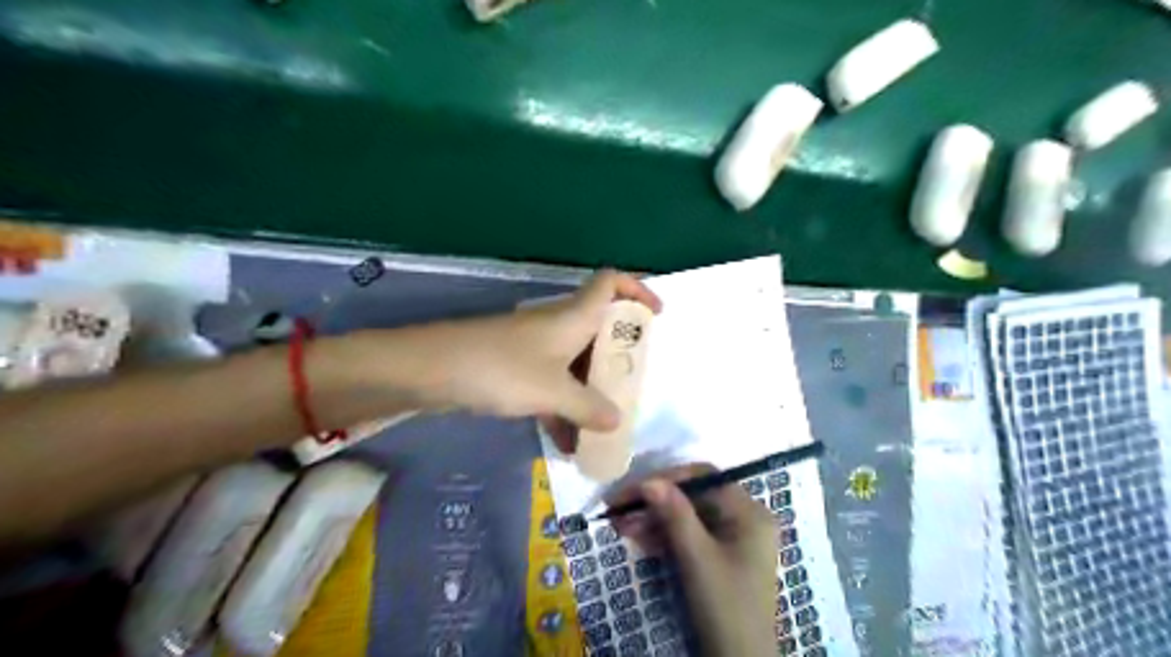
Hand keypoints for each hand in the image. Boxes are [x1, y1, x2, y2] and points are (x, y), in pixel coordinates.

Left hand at [399, 268, 661, 430]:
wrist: (432, 370)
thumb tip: (617, 422)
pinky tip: (566, 442)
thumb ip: (588, 408)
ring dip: (590, 392)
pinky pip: (551, 383)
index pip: (611, 281)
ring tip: (604, 427)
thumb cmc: (502, 368)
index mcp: (574, 316)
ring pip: (575, 362)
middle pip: (599, 328)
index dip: (637, 289)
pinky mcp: (516, 365)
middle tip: (634, 386)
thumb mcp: (552, 391)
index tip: (656, 315)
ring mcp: (535, 345)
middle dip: (619, 358)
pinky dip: (562, 406)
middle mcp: (558, 325)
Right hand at [613, 464, 775, 656]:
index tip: (634, 489)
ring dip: (654, 519)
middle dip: (656, 503)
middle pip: (693, 496)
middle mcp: (744, 518)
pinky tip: (638, 538)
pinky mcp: (719, 555)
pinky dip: (664, 536)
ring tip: (621, 526)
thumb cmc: (724, 607)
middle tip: (619, 510)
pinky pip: (689, 535)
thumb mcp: (697, 558)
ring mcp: (732, 537)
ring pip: (688, 516)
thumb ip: (674, 515)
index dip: (668, 479)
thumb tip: (648, 480)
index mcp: (750, 512)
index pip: (704, 478)